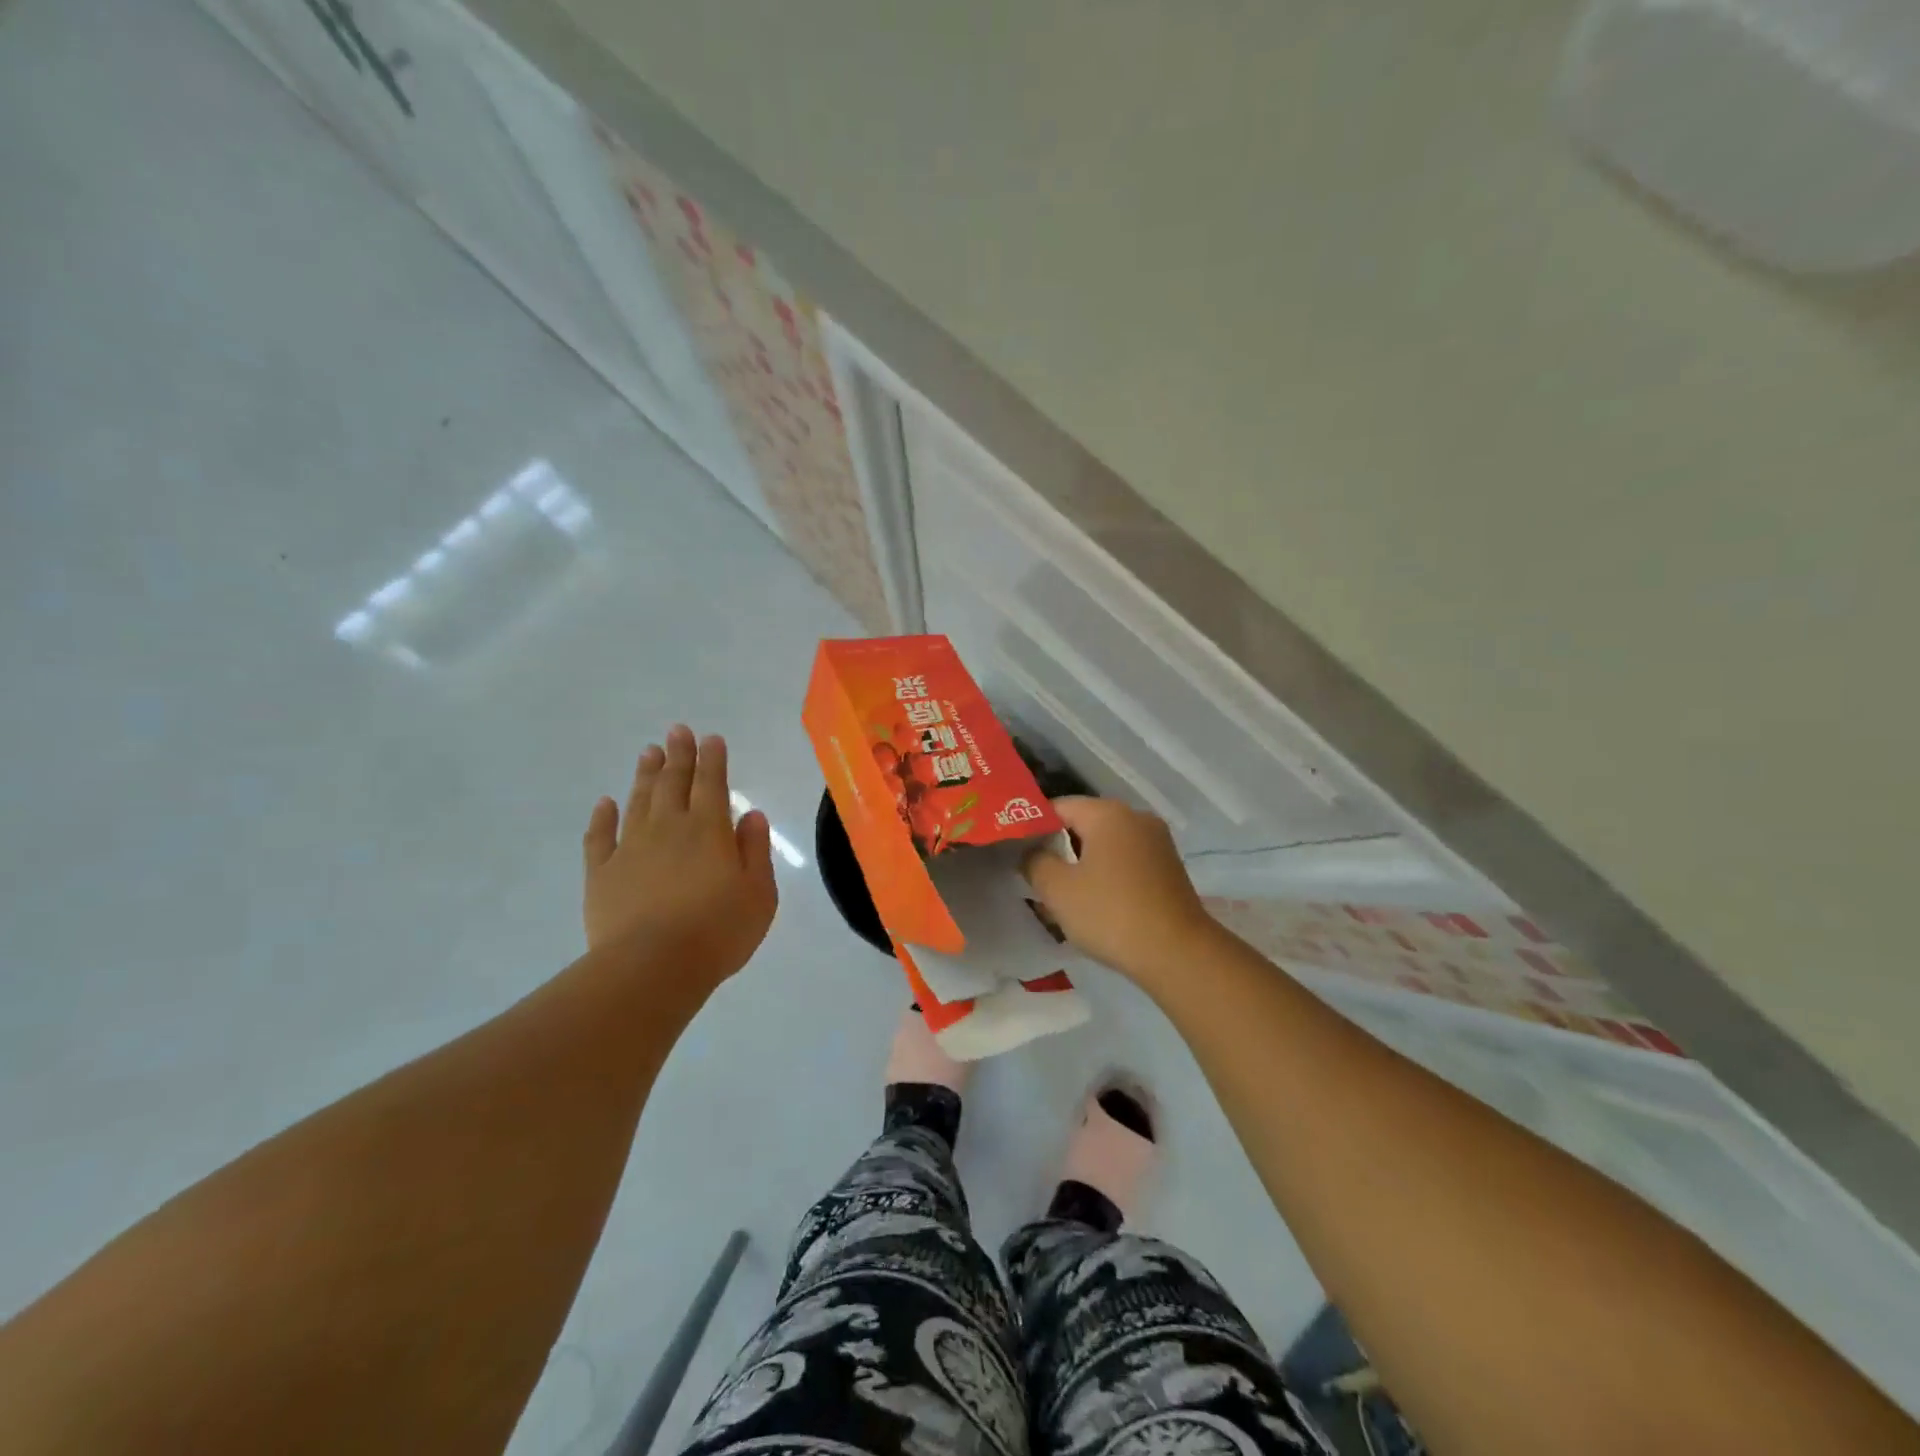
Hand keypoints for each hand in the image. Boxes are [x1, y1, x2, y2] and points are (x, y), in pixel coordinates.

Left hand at [582, 725, 776, 994]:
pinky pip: (600, 836)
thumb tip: (751, 815)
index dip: (712, 759)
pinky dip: (603, 817)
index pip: (712, 784)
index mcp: (709, 830)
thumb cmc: (718, 931)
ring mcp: (631, 848)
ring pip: (639, 801)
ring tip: (648, 752)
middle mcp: (669, 828)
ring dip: (645, 775)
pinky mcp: (602, 873)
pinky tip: (605, 803)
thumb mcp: (759, 894)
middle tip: (677, 730)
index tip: (710, 738)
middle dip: (678, 755)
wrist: (652, 967)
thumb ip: (756, 850)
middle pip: (674, 783)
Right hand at [1021, 796, 1215, 987]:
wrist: (1178, 954)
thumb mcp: (1058, 889)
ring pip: (1106, 845)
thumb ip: (1034, 862)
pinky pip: (1126, 862)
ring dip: (1083, 865)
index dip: (1034, 827)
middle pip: (1084, 824)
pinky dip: (1107, 876)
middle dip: (1058, 848)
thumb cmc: (1111, 913)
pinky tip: (1096, 904)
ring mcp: (1157, 842)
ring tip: (1063, 896)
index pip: (1058, 807)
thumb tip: (1031, 853)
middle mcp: (1136, 818)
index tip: (1018, 854)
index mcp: (1108, 813)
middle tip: (1036, 877)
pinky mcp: (1169, 868)